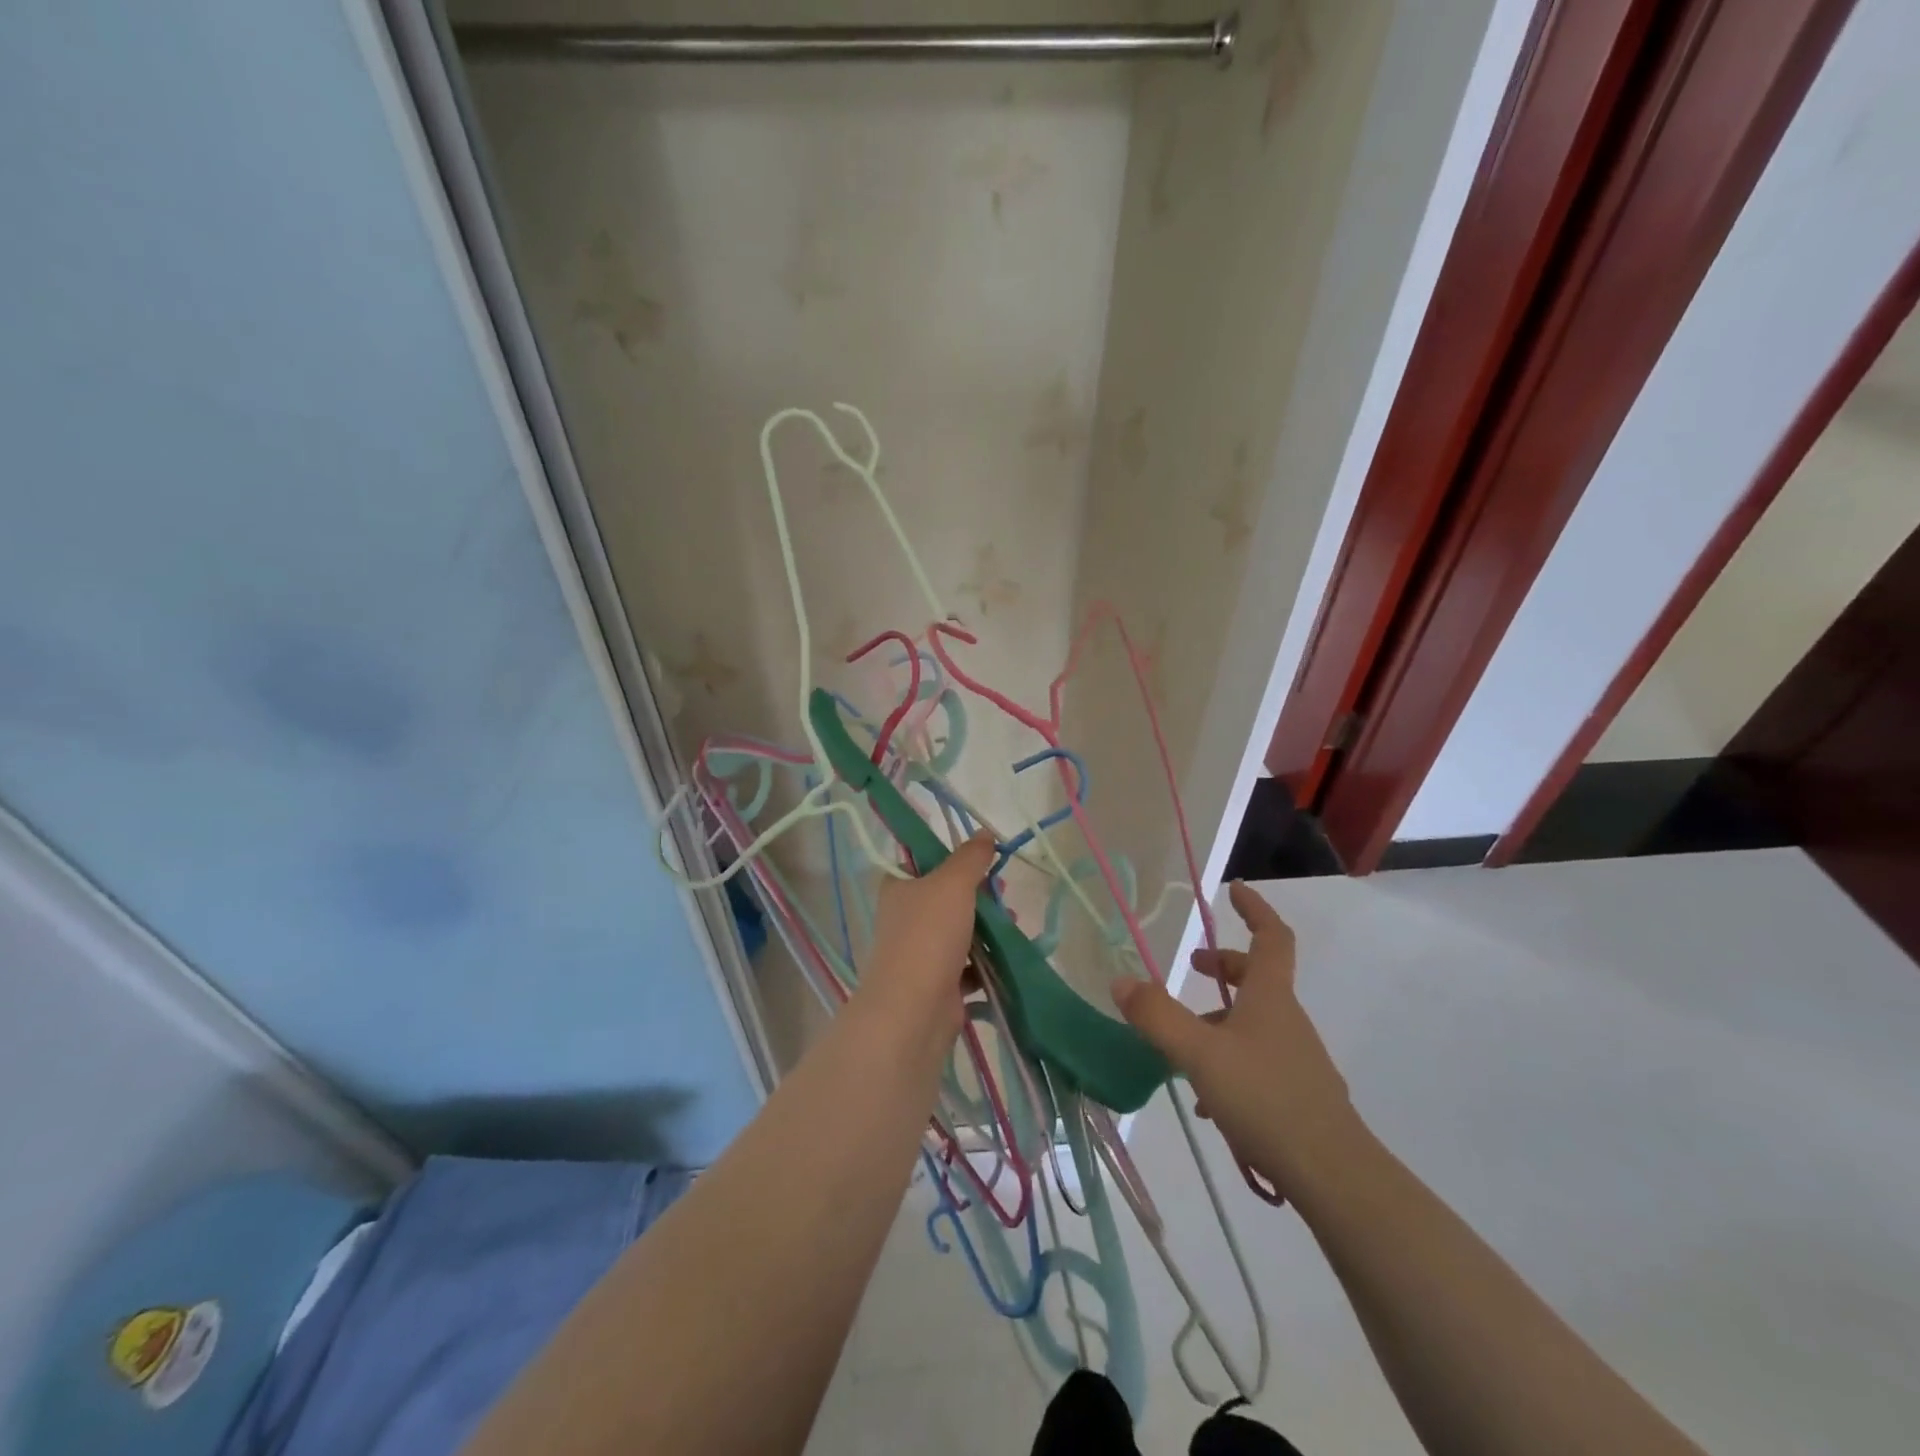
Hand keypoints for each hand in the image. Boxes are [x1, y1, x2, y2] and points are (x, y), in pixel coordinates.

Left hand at [856, 833, 994, 1037]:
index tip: (981, 859)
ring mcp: (920, 952)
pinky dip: (986, 961)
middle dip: (979, 895)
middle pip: (947, 896)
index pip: (922, 861)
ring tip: (1012, 924)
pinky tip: (1007, 957)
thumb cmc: (928, 935)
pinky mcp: (938, 983)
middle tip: (1003, 892)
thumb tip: (984, 833)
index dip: (952, 857)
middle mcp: (905, 917)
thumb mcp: (952, 883)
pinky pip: (967, 966)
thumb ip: (970, 857)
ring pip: (960, 931)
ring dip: (987, 928)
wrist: (914, 1010)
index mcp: (899, 887)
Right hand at [1111, 882, 1358, 1196]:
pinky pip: (1258, 1061)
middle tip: (1191, 967)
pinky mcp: (1298, 1095)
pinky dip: (1229, 1061)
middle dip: (1224, 966)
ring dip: (1220, 1020)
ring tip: (1181, 1048)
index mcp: (1270, 997)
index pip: (1271, 936)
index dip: (1254, 910)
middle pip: (1259, 978)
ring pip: (1254, 1023)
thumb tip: (1121, 981)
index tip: (1234, 891)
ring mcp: (1297, 1059)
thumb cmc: (1265, 1097)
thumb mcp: (1199, 1053)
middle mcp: (1287, 1019)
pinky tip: (1207, 1100)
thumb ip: (1157, 1016)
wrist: (1333, 1175)